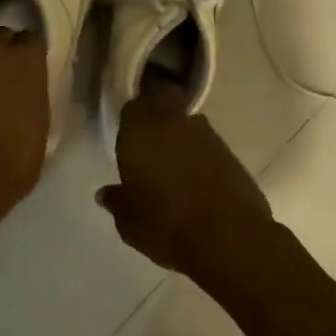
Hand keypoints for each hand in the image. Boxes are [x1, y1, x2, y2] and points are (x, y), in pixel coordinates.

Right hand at [97, 76, 279, 286]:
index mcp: (140, 132)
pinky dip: (202, 153)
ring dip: (181, 133)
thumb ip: (117, 202)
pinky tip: (199, 178)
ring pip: (188, 120)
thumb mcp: (130, 223)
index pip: (132, 107)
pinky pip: (208, 143)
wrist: (229, 239)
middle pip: (165, 97)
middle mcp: (172, 123)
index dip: (131, 117)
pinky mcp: (230, 152)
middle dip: (158, 107)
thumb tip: (105, 194)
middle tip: (151, 133)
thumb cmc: (166, 226)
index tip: (128, 133)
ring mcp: (206, 135)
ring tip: (176, 161)